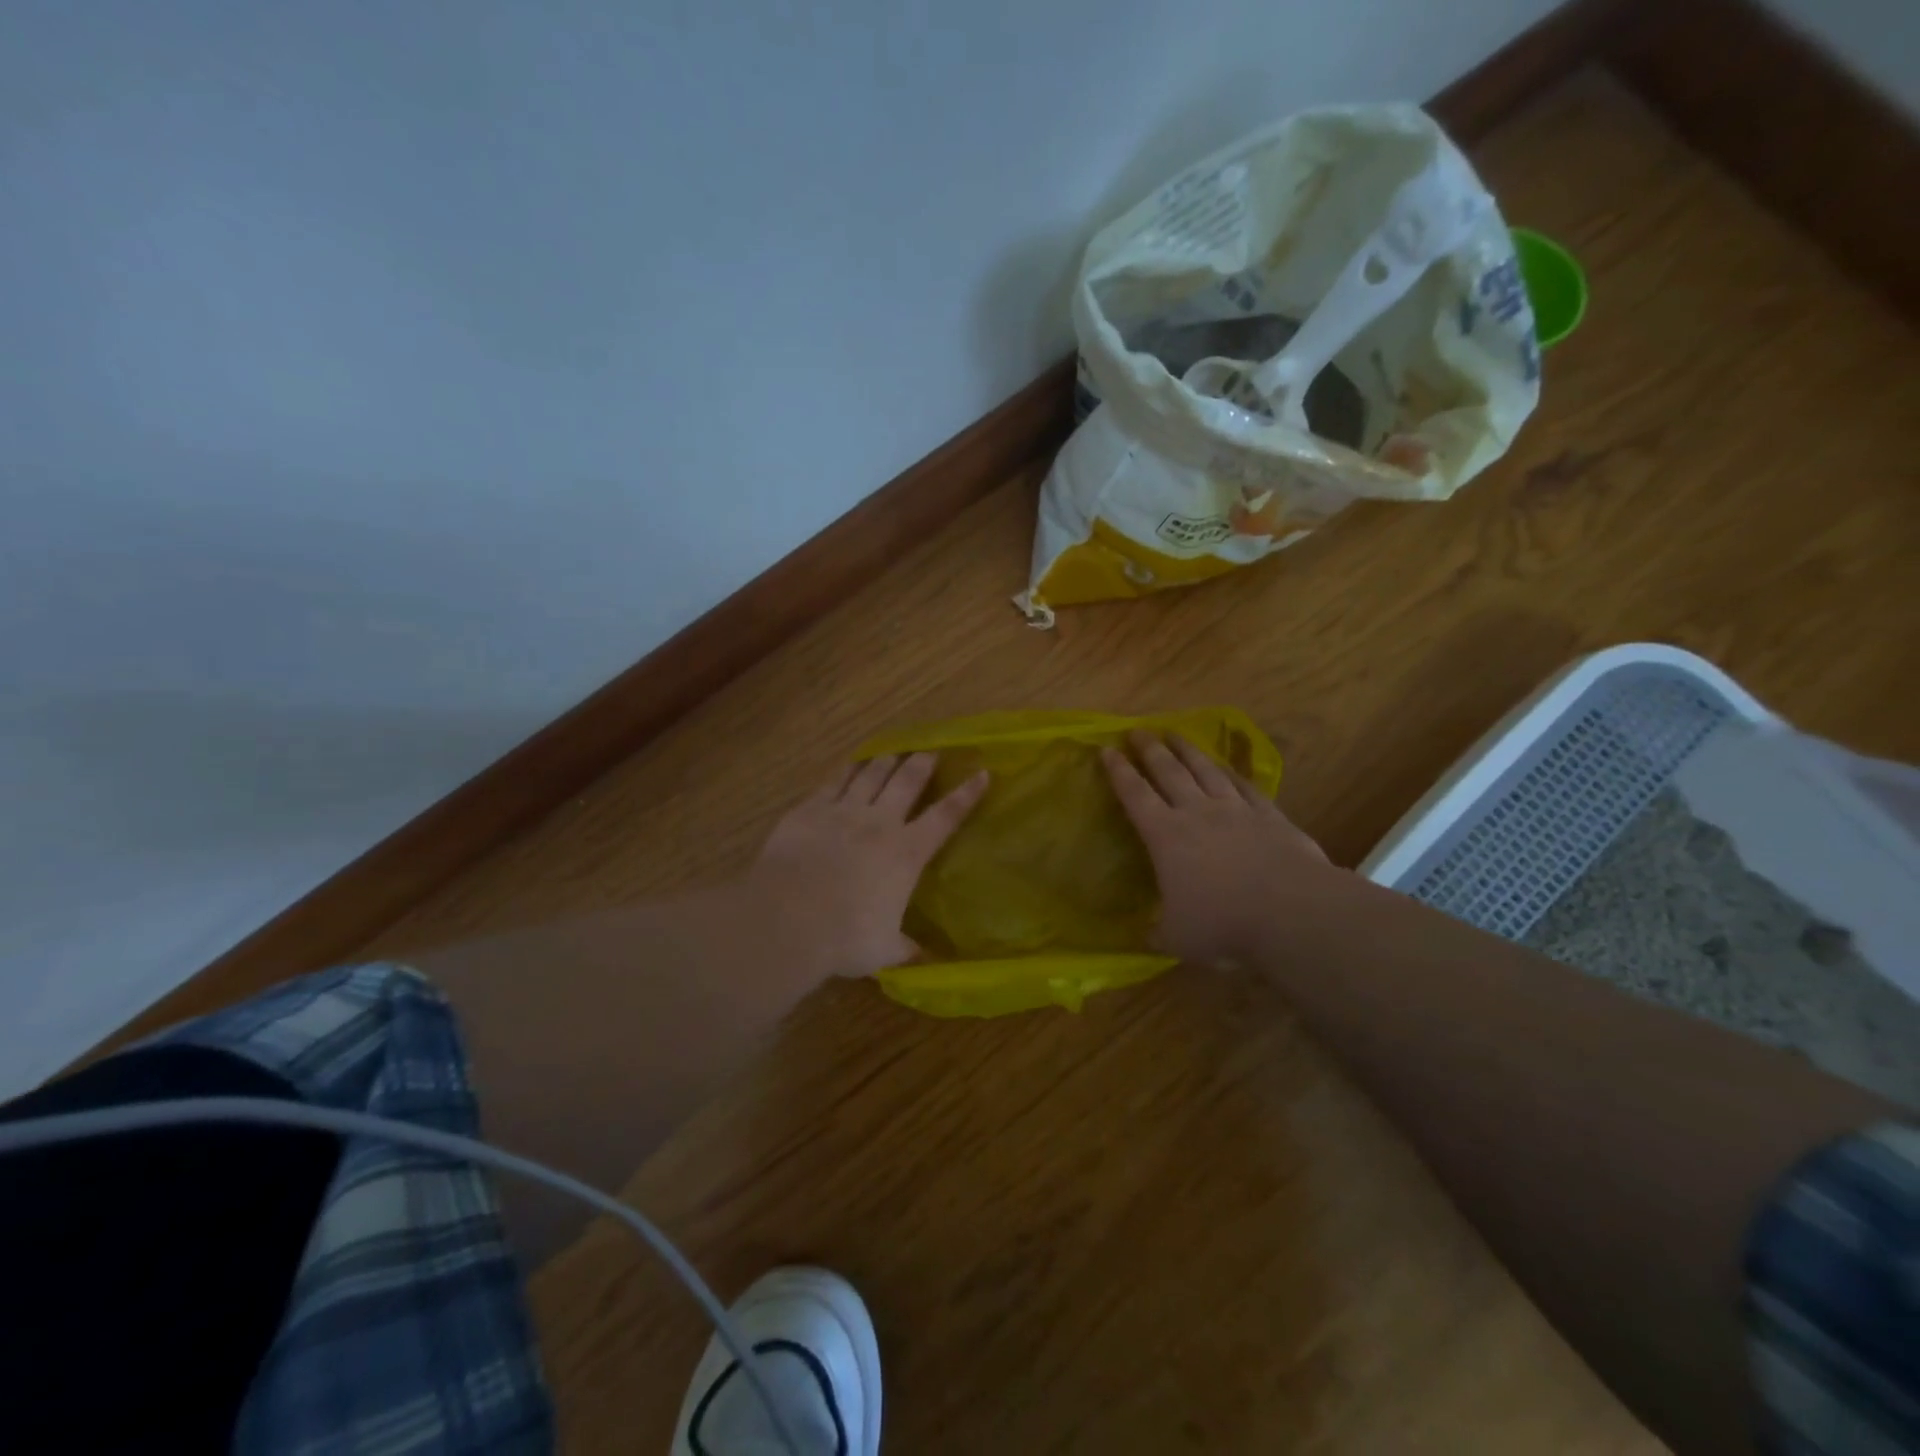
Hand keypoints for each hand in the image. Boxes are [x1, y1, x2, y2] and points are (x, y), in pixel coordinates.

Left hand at [748, 753, 987, 978]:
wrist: (787, 919)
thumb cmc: (844, 938)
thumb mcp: (884, 950)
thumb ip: (904, 947)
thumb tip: (921, 956)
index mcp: (906, 853)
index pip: (945, 817)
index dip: (966, 795)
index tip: (982, 773)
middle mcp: (879, 823)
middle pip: (907, 782)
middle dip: (923, 763)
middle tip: (931, 751)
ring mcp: (842, 812)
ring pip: (871, 774)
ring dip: (886, 761)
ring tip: (894, 752)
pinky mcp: (809, 810)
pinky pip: (834, 781)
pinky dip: (847, 770)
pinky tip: (852, 765)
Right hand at [1102, 730, 1330, 967]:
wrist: (1292, 912)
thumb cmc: (1223, 924)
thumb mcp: (1177, 938)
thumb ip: (1157, 931)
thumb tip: (1144, 935)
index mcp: (1166, 836)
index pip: (1135, 795)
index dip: (1118, 772)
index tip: (1106, 750)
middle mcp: (1197, 813)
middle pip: (1169, 772)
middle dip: (1150, 750)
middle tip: (1138, 731)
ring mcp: (1236, 811)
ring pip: (1206, 771)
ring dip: (1188, 750)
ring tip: (1176, 734)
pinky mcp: (1270, 816)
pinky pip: (1246, 786)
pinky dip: (1233, 773)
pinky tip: (1228, 766)